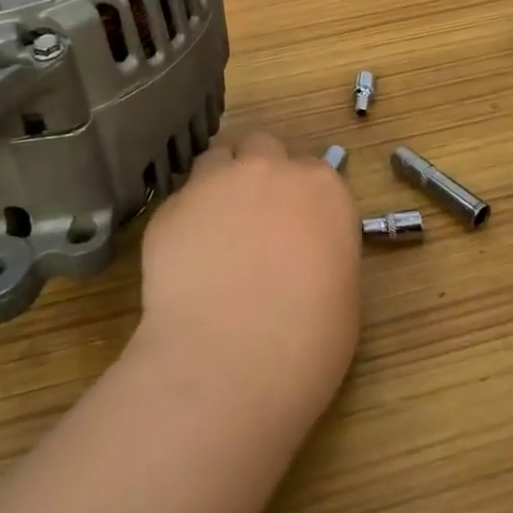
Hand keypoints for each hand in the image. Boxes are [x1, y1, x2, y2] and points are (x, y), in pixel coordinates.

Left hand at [135, 131, 360, 422]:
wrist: (226, 366)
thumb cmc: (305, 343)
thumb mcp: (341, 294)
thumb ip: (324, 250)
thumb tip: (304, 249)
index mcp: (321, 189)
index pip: (313, 170)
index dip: (302, 197)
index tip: (296, 225)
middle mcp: (269, 170)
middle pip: (263, 146)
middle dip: (260, 170)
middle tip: (255, 216)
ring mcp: (215, 182)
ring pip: (217, 159)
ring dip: (220, 182)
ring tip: (215, 228)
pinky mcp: (171, 207)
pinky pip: (181, 200)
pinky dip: (186, 219)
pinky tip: (185, 260)